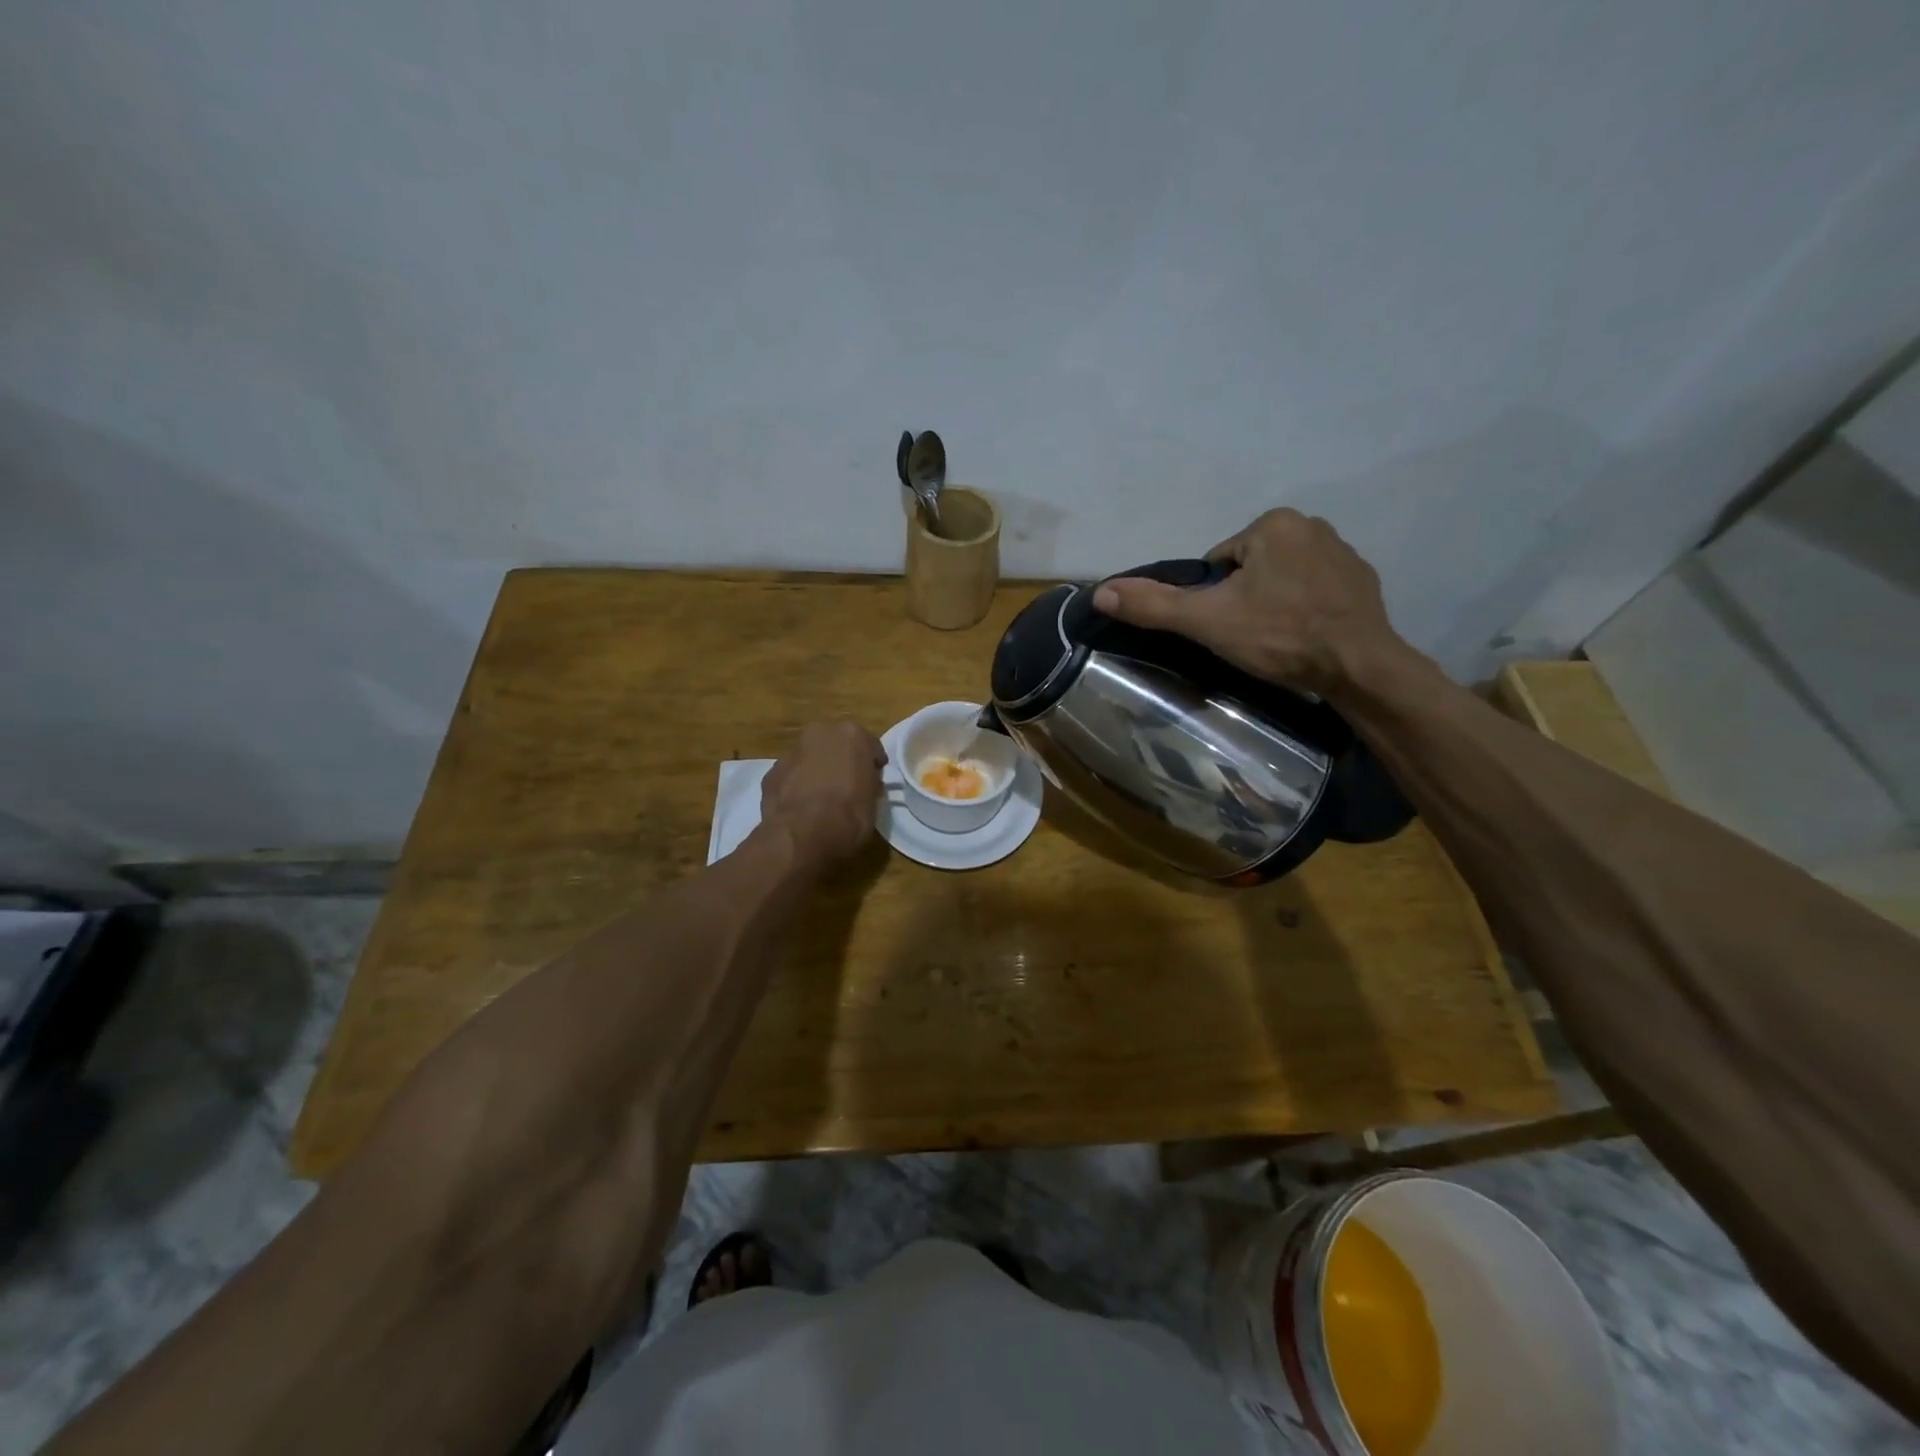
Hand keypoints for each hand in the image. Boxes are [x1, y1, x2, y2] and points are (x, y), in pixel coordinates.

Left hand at [760, 720, 886, 864]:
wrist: (803, 836)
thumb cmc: (849, 816)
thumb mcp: (873, 801)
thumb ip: (868, 784)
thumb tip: (863, 785)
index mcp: (852, 735)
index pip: (869, 746)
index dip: (872, 764)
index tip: (874, 779)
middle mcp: (820, 734)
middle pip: (835, 744)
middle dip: (840, 760)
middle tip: (846, 784)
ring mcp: (792, 752)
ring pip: (809, 758)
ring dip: (815, 771)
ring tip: (820, 798)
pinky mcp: (771, 773)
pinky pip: (791, 777)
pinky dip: (796, 786)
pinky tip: (800, 808)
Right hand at [1091, 509, 1411, 697]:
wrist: (1359, 667)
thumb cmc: (1279, 636)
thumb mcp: (1207, 622)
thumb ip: (1154, 605)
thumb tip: (1101, 592)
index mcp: (1273, 524)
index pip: (1218, 562)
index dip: (1213, 598)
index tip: (1227, 626)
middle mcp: (1311, 525)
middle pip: (1250, 568)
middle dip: (1244, 599)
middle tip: (1251, 637)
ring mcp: (1343, 552)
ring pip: (1282, 579)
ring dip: (1274, 604)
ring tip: (1279, 640)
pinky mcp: (1363, 580)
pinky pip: (1315, 590)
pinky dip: (1305, 610)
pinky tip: (1307, 637)